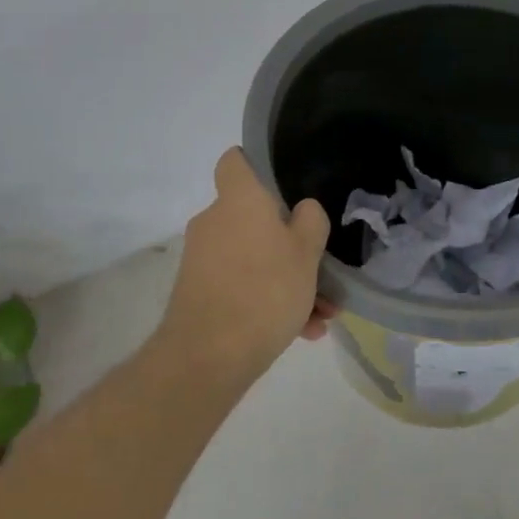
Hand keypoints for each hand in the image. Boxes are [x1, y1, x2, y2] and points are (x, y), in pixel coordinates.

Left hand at [154, 148, 332, 383]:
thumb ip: (310, 221)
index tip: (282, 182)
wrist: (207, 358)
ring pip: (254, 258)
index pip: (235, 161)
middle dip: (290, 243)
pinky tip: (301, 332)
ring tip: (319, 314)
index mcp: (239, 200)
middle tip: (319, 267)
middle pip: (254, 218)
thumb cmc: (264, 290)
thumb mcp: (307, 252)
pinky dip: (267, 302)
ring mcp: (203, 259)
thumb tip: (302, 209)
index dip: (256, 164)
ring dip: (286, 280)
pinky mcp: (198, 293)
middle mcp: (214, 222)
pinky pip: (241, 285)